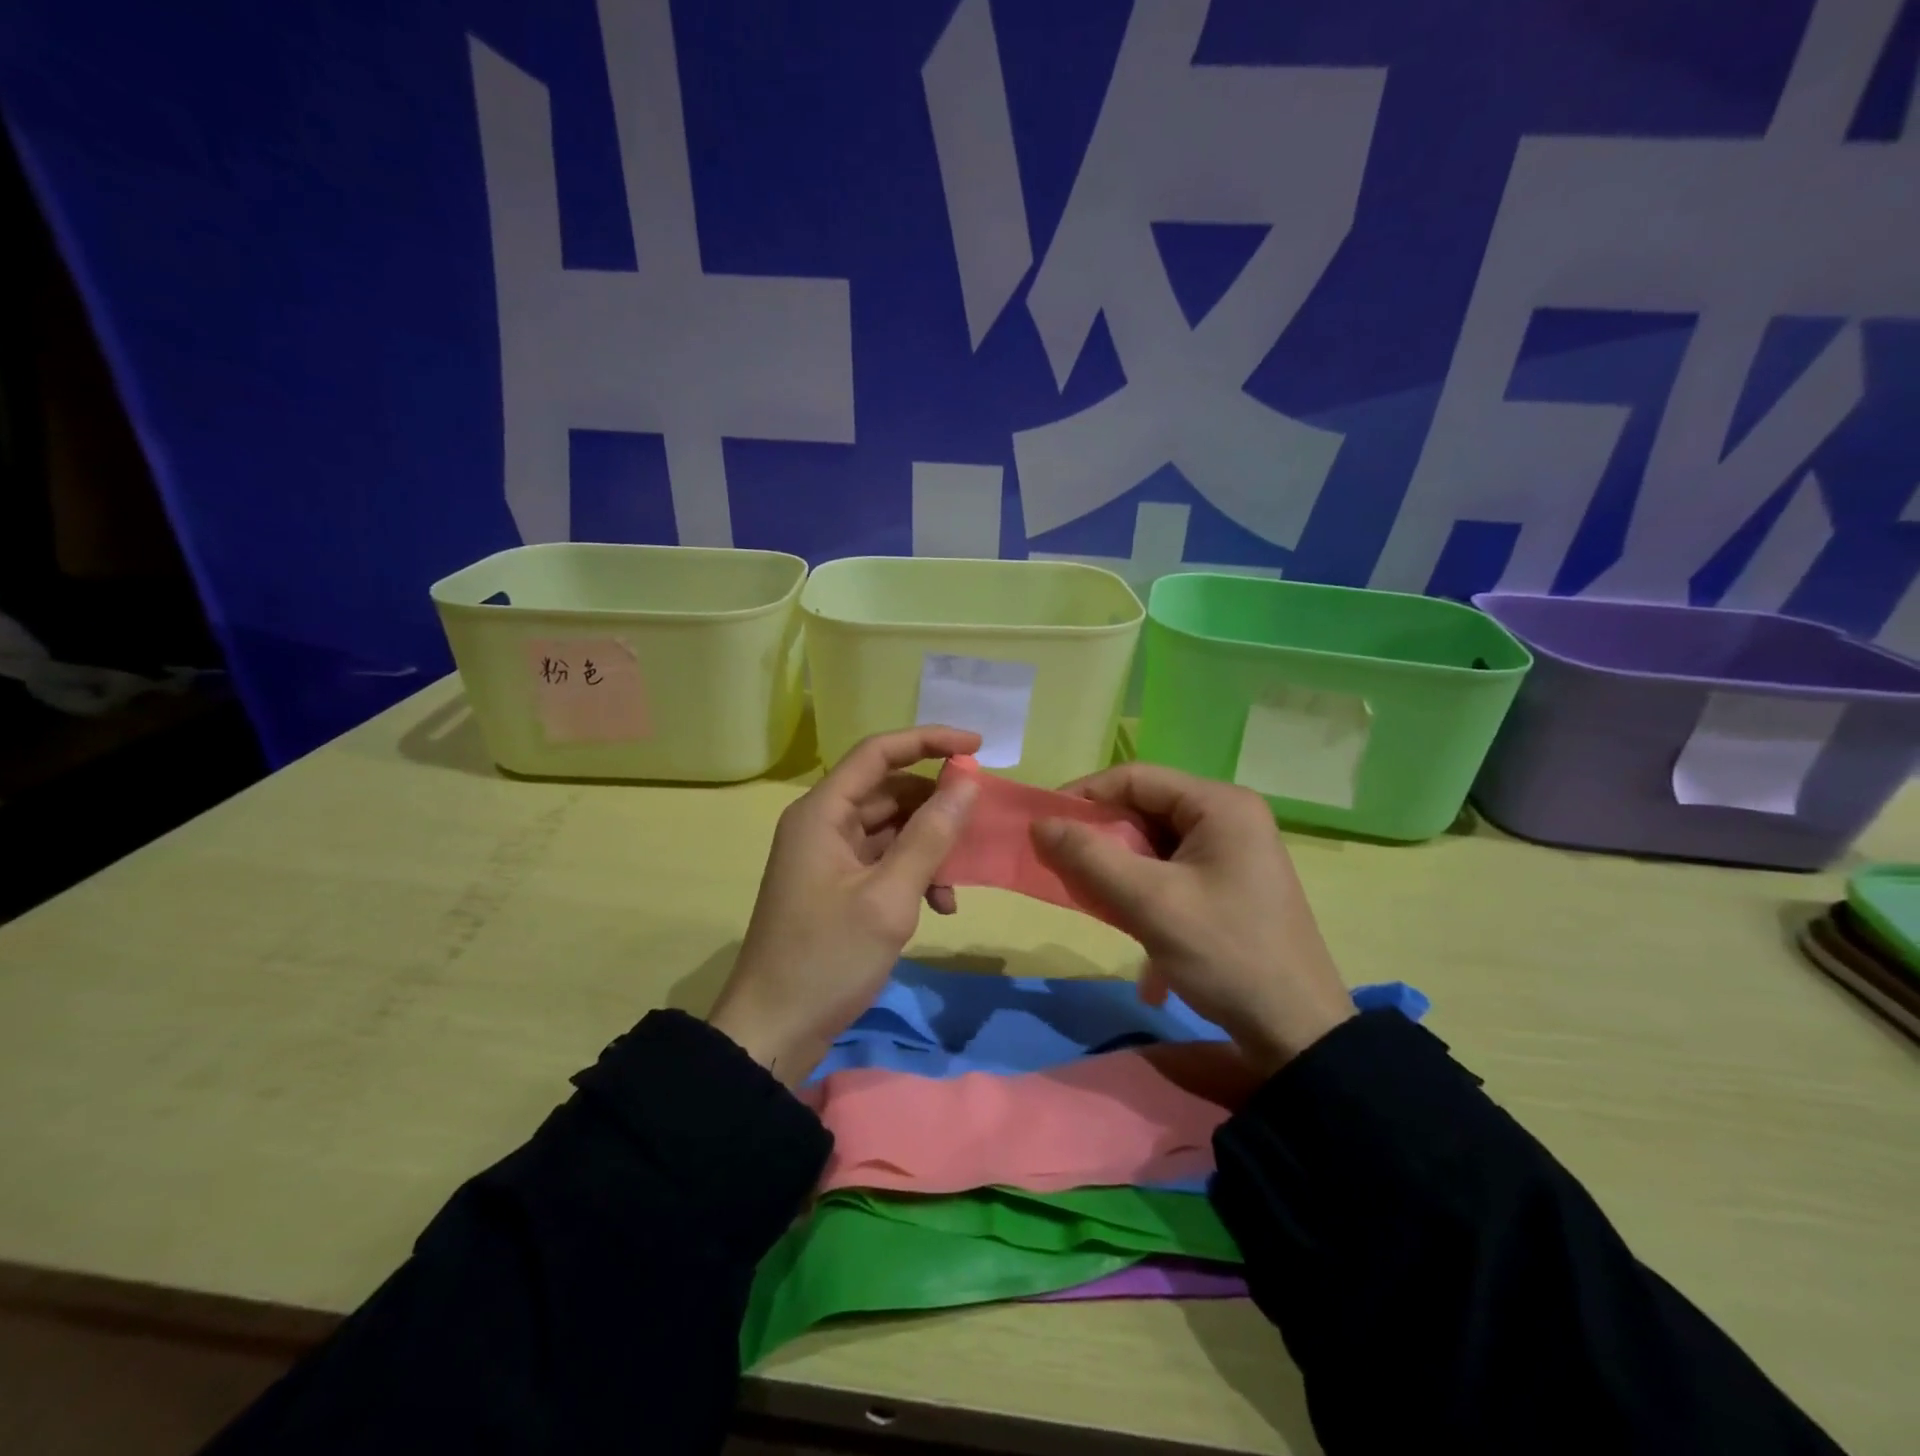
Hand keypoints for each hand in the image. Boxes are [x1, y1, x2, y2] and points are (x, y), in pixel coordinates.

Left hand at [707, 726, 980, 1086]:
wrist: (773, 1031)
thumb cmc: (827, 959)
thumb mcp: (888, 898)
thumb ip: (930, 836)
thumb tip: (967, 783)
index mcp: (822, 813)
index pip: (879, 752)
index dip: (929, 741)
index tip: (978, 747)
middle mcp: (823, 824)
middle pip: (888, 790)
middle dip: (935, 805)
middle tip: (978, 823)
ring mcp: (829, 857)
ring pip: (892, 828)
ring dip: (929, 847)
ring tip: (955, 885)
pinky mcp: (838, 887)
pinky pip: (885, 861)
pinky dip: (914, 874)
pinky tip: (940, 907)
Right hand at [1031, 763, 1352, 1073]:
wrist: (1297, 1032)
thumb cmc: (1225, 954)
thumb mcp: (1150, 903)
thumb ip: (1090, 857)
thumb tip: (1038, 824)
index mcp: (1219, 805)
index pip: (1135, 778)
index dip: (1084, 796)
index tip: (1043, 827)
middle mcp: (1228, 817)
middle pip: (1144, 809)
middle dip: (1101, 839)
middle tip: (1063, 868)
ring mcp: (1232, 852)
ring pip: (1154, 844)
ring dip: (1119, 870)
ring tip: (1094, 900)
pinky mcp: (1229, 883)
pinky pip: (1170, 870)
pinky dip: (1143, 891)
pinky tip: (1133, 929)